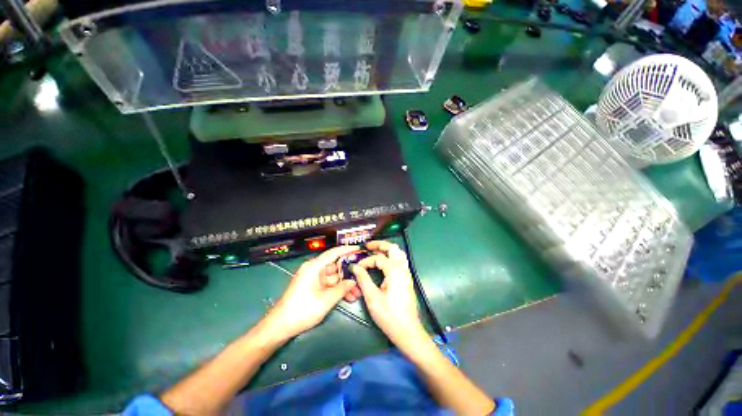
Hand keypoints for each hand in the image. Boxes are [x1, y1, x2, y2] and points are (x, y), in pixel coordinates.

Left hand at [263, 246, 359, 340]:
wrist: (280, 327)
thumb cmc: (302, 310)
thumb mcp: (325, 300)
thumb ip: (342, 289)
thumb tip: (353, 281)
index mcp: (314, 267)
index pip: (333, 253)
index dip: (347, 250)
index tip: (359, 249)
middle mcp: (314, 270)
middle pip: (336, 267)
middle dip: (349, 274)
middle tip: (362, 277)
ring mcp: (314, 279)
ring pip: (334, 278)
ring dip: (345, 285)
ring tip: (358, 292)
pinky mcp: (313, 287)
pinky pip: (329, 285)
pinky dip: (338, 290)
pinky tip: (349, 297)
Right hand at [351, 241, 425, 346]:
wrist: (407, 330)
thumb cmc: (389, 315)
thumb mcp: (372, 297)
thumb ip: (363, 279)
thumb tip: (355, 267)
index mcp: (394, 270)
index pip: (378, 258)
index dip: (366, 261)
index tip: (357, 268)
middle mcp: (402, 268)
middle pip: (392, 248)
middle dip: (379, 244)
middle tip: (368, 246)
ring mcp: (406, 273)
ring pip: (398, 253)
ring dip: (387, 249)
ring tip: (375, 251)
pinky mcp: (407, 278)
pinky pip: (400, 260)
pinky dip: (391, 256)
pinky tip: (384, 262)